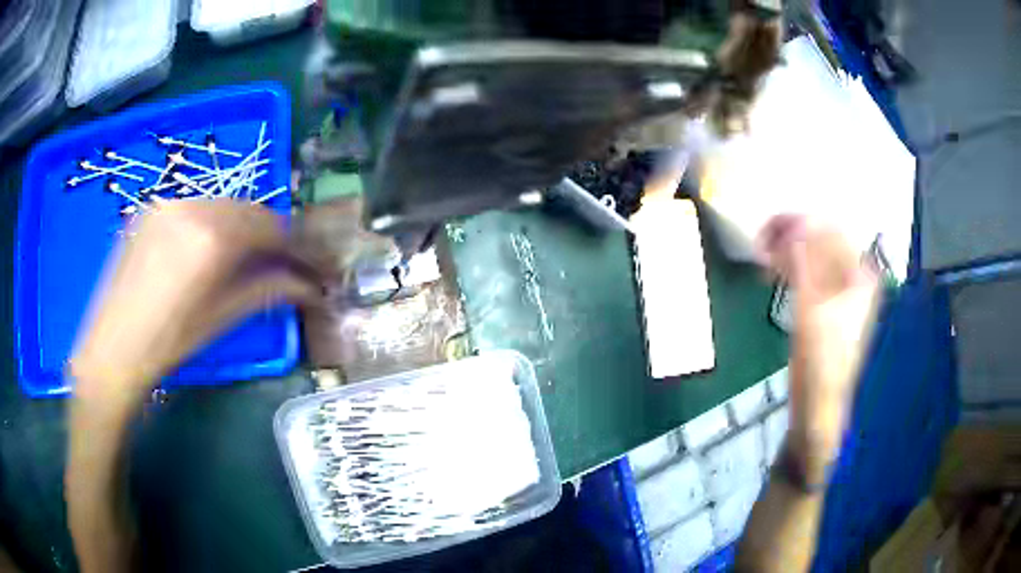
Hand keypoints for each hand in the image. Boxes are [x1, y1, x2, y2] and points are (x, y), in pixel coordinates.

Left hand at [70, 200, 322, 400]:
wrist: (113, 348)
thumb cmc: (169, 342)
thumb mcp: (221, 318)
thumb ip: (267, 291)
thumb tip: (310, 286)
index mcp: (213, 237)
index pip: (270, 226)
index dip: (294, 243)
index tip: (307, 261)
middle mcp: (192, 207)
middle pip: (247, 209)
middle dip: (268, 233)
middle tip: (279, 260)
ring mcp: (168, 203)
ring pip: (220, 205)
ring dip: (239, 225)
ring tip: (242, 255)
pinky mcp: (151, 209)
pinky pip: (194, 207)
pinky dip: (210, 222)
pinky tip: (205, 248)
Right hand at [758, 215, 879, 480]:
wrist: (818, 402)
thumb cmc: (821, 359)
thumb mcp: (811, 309)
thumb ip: (804, 263)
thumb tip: (795, 221)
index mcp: (860, 274)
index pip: (830, 232)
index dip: (799, 225)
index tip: (768, 229)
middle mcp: (855, 276)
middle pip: (821, 241)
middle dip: (791, 237)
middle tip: (760, 241)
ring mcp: (841, 289)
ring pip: (813, 256)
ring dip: (787, 252)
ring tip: (761, 257)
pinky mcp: (826, 303)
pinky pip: (808, 273)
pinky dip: (790, 269)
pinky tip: (770, 272)